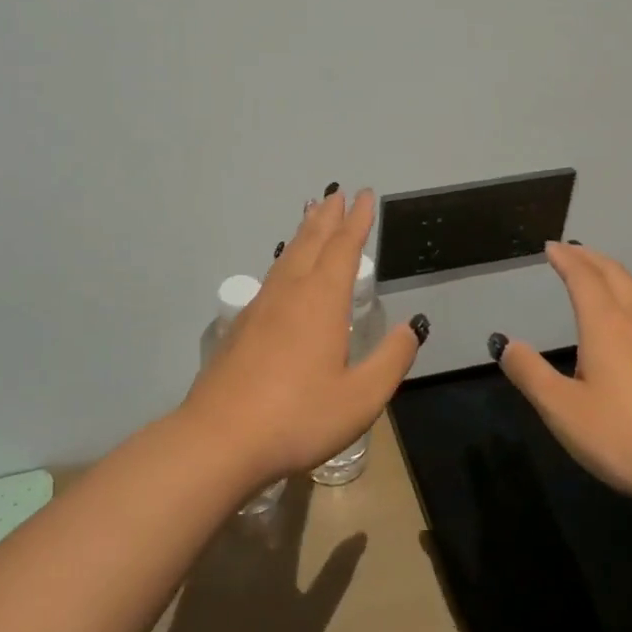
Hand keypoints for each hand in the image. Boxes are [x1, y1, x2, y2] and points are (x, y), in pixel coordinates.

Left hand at [182, 189, 421, 490]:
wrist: (220, 438)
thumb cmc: (298, 417)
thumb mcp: (360, 397)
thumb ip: (390, 360)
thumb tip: (411, 328)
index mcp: (322, 300)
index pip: (344, 248)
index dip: (357, 221)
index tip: (365, 196)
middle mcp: (291, 292)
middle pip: (311, 242)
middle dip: (328, 216)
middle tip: (337, 193)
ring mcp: (261, 307)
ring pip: (288, 256)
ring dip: (304, 232)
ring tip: (311, 216)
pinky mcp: (242, 325)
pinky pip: (272, 275)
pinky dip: (286, 258)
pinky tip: (283, 270)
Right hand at [495, 241, 631, 506]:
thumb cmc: (626, 436)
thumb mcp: (564, 410)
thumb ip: (531, 375)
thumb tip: (506, 344)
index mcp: (605, 326)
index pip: (583, 278)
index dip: (566, 259)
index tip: (551, 247)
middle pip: (614, 275)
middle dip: (590, 257)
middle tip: (571, 250)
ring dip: (611, 275)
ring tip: (595, 276)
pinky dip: (626, 299)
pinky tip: (624, 324)